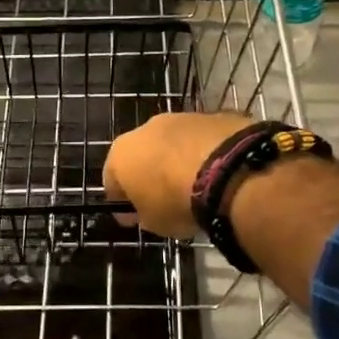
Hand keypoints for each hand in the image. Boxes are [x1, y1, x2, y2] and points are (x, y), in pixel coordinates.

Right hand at [102, 111, 254, 238]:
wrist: (227, 171)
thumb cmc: (177, 201)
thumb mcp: (154, 223)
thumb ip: (143, 214)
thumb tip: (141, 211)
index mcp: (120, 154)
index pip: (112, 181)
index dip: (123, 201)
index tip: (136, 217)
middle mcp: (144, 128)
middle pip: (141, 154)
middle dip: (150, 173)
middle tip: (167, 198)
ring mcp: (178, 117)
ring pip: (171, 142)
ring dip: (178, 159)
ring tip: (197, 185)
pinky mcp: (209, 115)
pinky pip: (200, 138)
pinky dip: (204, 152)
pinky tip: (218, 172)